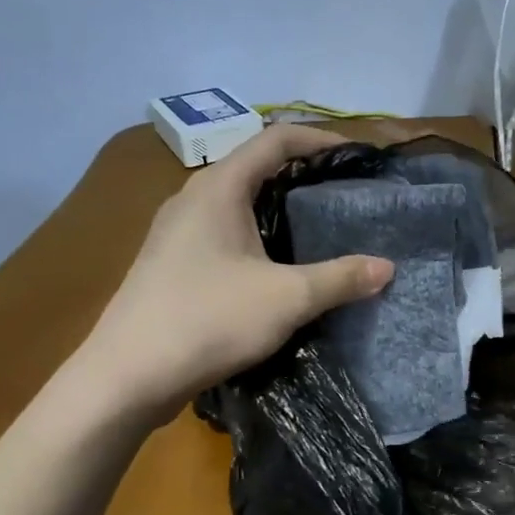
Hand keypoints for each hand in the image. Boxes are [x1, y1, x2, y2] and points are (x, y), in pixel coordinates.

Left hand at [80, 123, 393, 420]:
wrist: (128, 375)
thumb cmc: (209, 320)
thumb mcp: (287, 299)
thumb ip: (340, 279)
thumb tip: (387, 267)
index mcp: (218, 188)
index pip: (275, 140)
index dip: (319, 140)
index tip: (356, 157)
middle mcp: (192, 199)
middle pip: (254, 168)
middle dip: (301, 176)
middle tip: (343, 196)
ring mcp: (175, 233)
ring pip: (236, 204)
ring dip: (276, 209)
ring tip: (317, 231)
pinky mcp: (169, 264)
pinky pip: (221, 234)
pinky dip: (255, 237)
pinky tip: (274, 270)